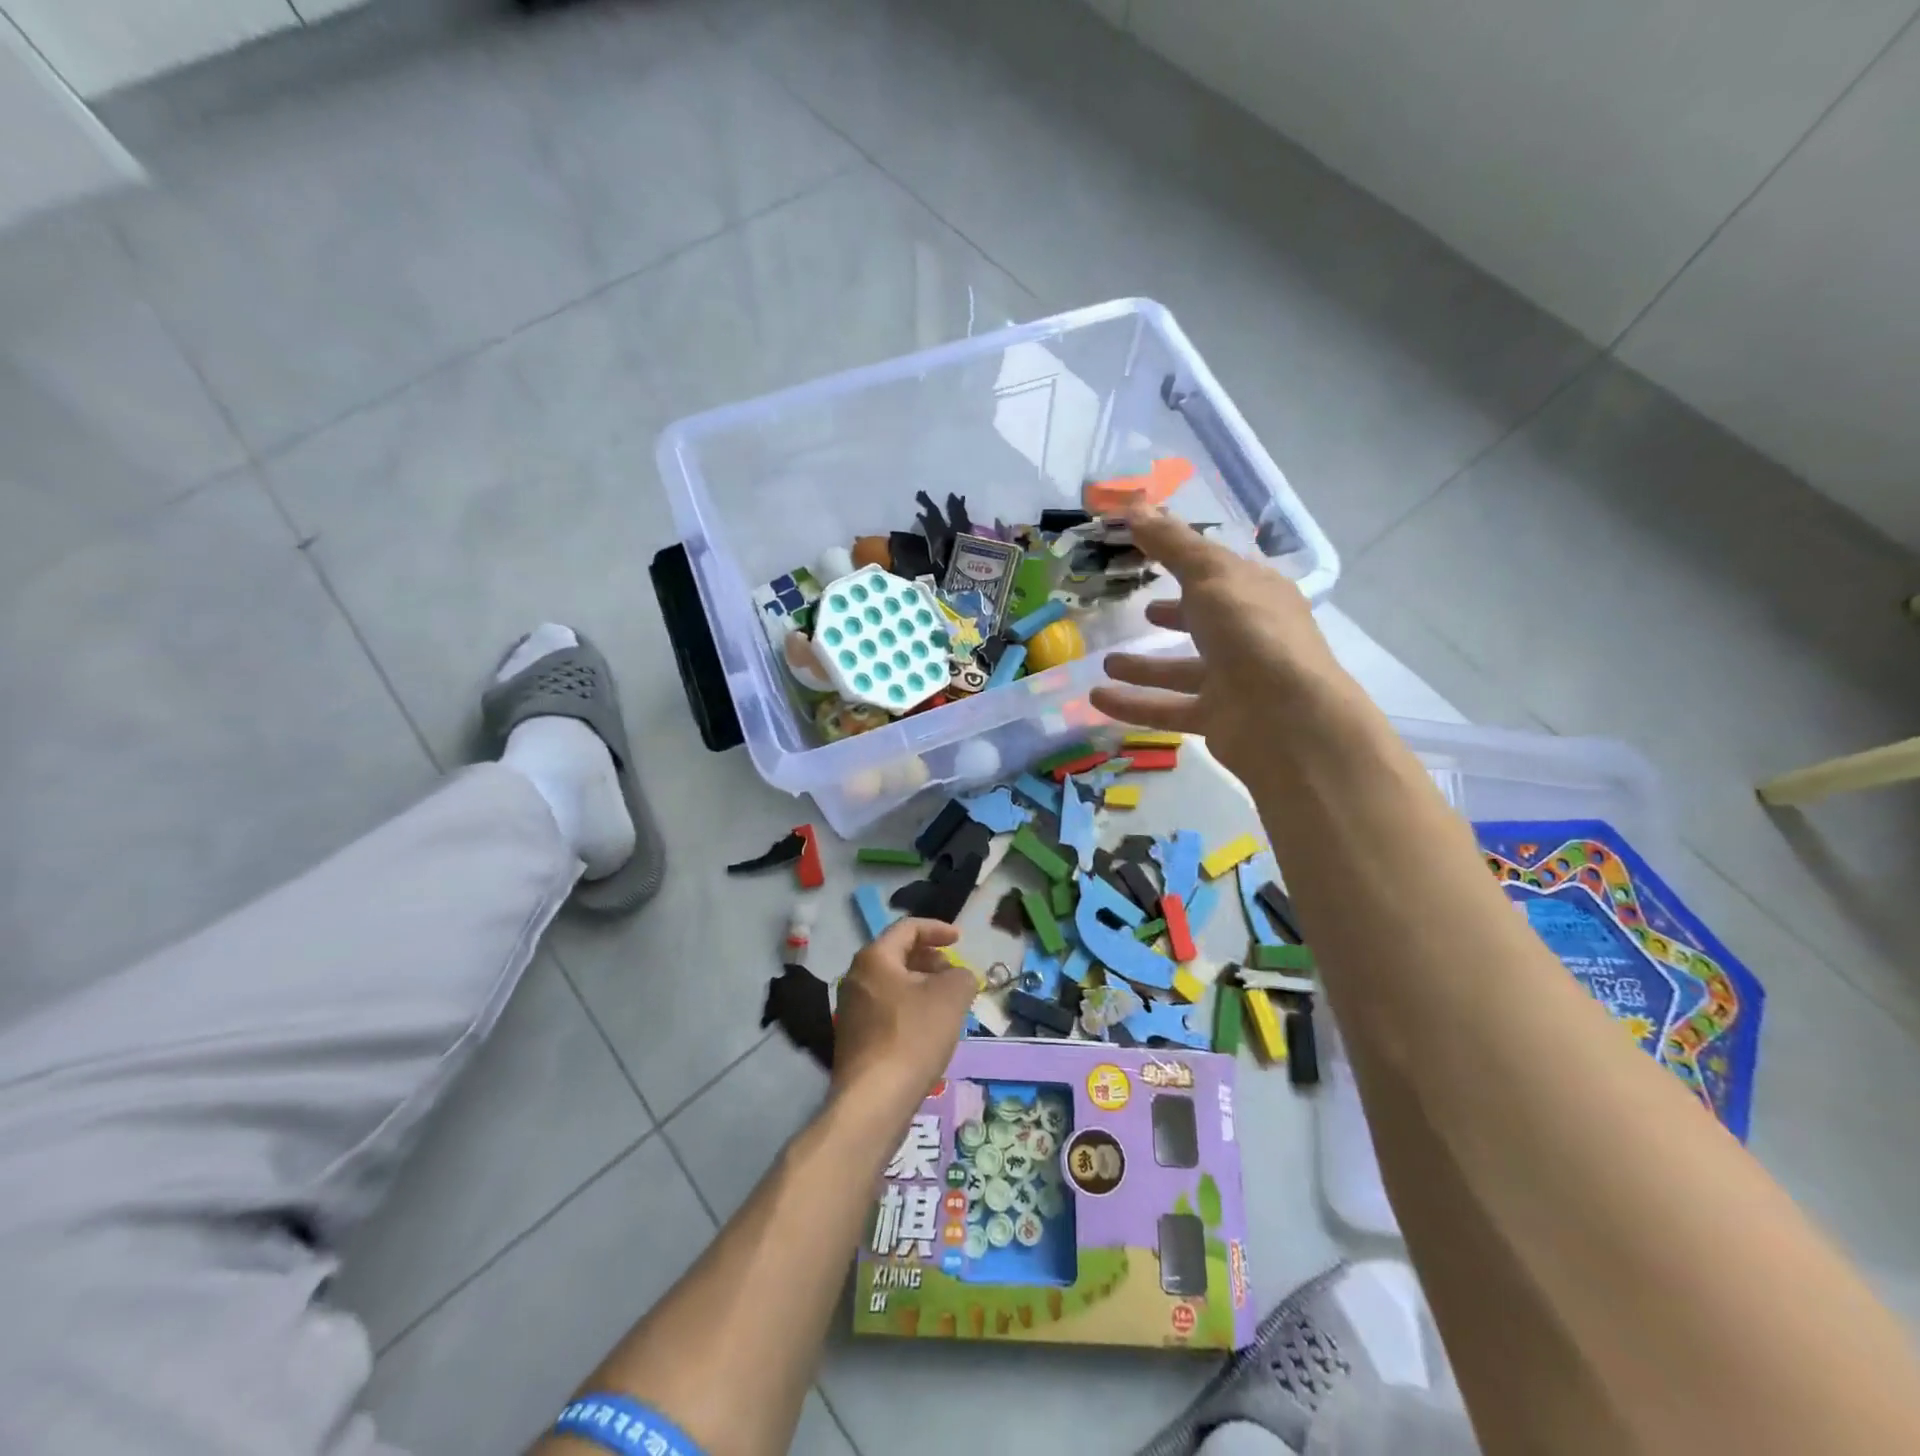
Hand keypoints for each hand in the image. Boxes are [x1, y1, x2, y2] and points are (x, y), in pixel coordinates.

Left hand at [831, 918, 973, 1108]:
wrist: (874, 1100)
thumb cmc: (913, 1036)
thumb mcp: (952, 996)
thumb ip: (961, 975)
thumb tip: (958, 977)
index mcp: (874, 958)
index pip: (907, 928)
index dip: (937, 929)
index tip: (960, 940)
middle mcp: (855, 977)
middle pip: (897, 956)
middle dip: (930, 960)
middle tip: (955, 974)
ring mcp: (851, 1010)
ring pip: (892, 985)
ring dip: (921, 986)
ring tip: (947, 1004)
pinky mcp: (854, 1038)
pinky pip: (886, 1010)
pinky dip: (910, 1008)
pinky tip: (929, 1030)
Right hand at [1090, 505, 1359, 785]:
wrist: (1285, 718)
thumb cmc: (1251, 632)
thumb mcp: (1209, 575)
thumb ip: (1171, 543)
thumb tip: (1134, 505)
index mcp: (1257, 594)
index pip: (1219, 571)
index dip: (1186, 559)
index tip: (1148, 552)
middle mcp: (1249, 635)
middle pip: (1206, 621)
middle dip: (1176, 615)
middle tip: (1141, 609)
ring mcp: (1235, 680)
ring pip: (1182, 670)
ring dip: (1145, 667)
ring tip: (1106, 662)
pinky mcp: (1217, 718)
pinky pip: (1167, 708)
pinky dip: (1133, 704)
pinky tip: (1097, 698)